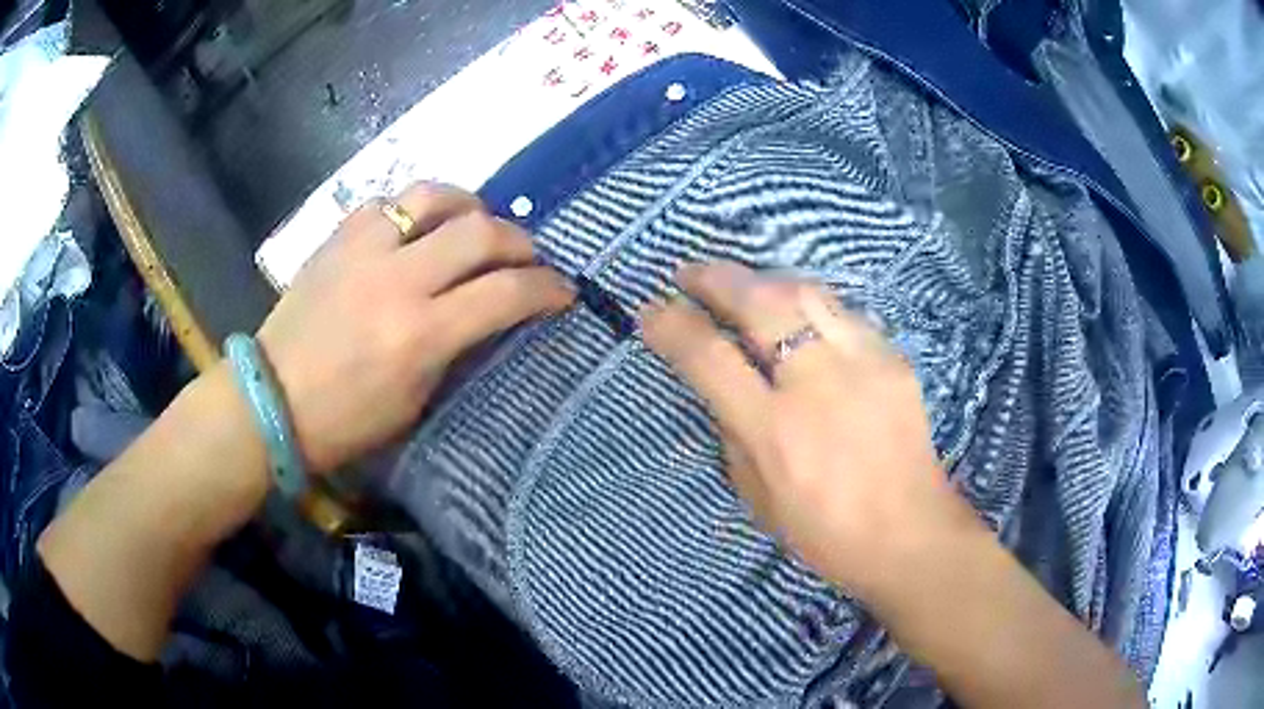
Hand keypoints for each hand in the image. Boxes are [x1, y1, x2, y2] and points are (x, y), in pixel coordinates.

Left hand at [257, 183, 574, 473]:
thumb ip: (456, 348)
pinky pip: (388, 201)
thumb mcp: (415, 401)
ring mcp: (363, 250)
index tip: (562, 291)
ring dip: (469, 205)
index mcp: (420, 335)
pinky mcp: (337, 238)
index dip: (547, 288)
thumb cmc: (345, 421)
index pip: (506, 293)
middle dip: (519, 241)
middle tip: (526, 257)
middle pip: (481, 231)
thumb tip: (487, 313)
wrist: (270, 399)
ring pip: (434, 195)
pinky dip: (415, 210)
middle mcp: (397, 280)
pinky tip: (417, 227)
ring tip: (476, 224)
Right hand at [642, 262, 979, 598]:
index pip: (709, 357)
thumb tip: (719, 386)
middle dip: (716, 278)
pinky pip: (842, 313)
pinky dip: (809, 305)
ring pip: (805, 292)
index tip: (651, 309)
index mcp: (775, 430)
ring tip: (743, 286)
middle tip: (692, 274)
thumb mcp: (758, 498)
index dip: (672, 325)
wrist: (910, 533)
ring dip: (763, 280)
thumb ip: (732, 435)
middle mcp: (818, 383)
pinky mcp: (894, 359)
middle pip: (760, 302)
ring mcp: (863, 363)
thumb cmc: (826, 532)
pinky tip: (800, 317)